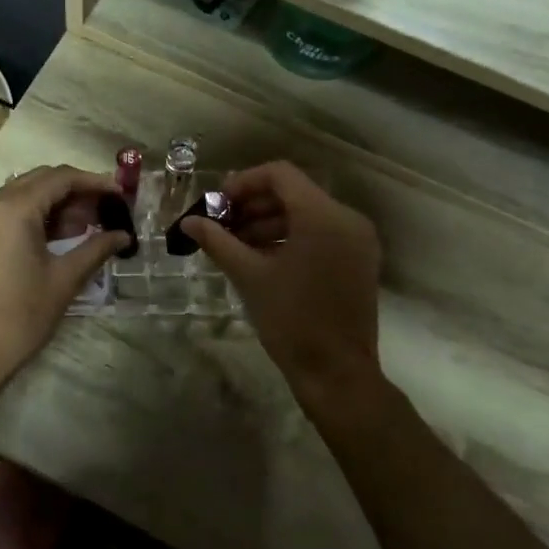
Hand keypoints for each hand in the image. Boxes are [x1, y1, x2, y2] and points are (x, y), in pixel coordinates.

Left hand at [0, 165, 129, 388]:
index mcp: (14, 208)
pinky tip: (60, 236)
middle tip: (106, 210)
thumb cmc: (22, 314)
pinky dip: (36, 215)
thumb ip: (96, 248)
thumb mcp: (65, 279)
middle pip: (41, 180)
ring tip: (88, 225)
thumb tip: (124, 235)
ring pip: (24, 194)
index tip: (120, 194)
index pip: (61, 177)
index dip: (94, 182)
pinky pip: (9, 211)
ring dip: (56, 203)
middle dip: (76, 191)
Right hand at [180, 162, 380, 393]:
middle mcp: (347, 219)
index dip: (244, 183)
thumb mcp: (250, 276)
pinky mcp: (359, 260)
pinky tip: (262, 257)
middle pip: (294, 193)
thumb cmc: (292, 320)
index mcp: (323, 216)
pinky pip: (321, 233)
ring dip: (269, 222)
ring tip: (236, 245)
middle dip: (253, 205)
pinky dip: (290, 237)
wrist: (337, 373)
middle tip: (221, 225)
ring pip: (306, 213)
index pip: (280, 175)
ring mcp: (358, 240)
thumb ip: (218, 242)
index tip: (217, 205)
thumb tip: (188, 222)